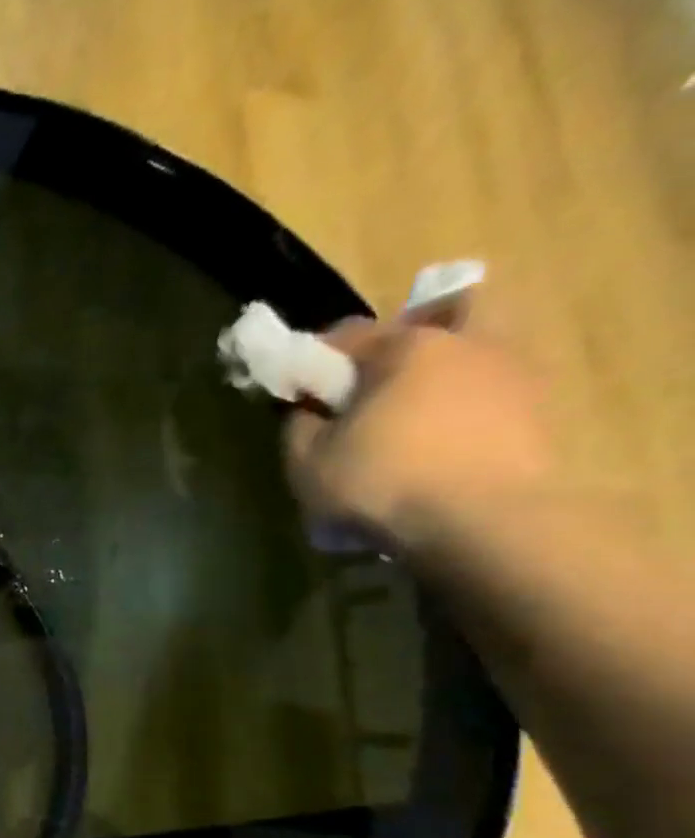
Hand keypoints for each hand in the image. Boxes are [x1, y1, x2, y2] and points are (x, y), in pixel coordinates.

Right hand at [284, 310, 552, 557]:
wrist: (481, 520)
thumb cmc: (380, 481)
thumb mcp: (307, 461)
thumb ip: (299, 426)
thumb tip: (308, 410)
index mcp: (406, 346)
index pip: (346, 335)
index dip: (313, 360)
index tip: (297, 391)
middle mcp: (467, 342)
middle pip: (437, 316)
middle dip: (406, 339)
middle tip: (375, 382)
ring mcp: (513, 372)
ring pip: (472, 353)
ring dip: (442, 374)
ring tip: (411, 419)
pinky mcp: (539, 409)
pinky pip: (491, 392)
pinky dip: (466, 407)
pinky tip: (442, 444)